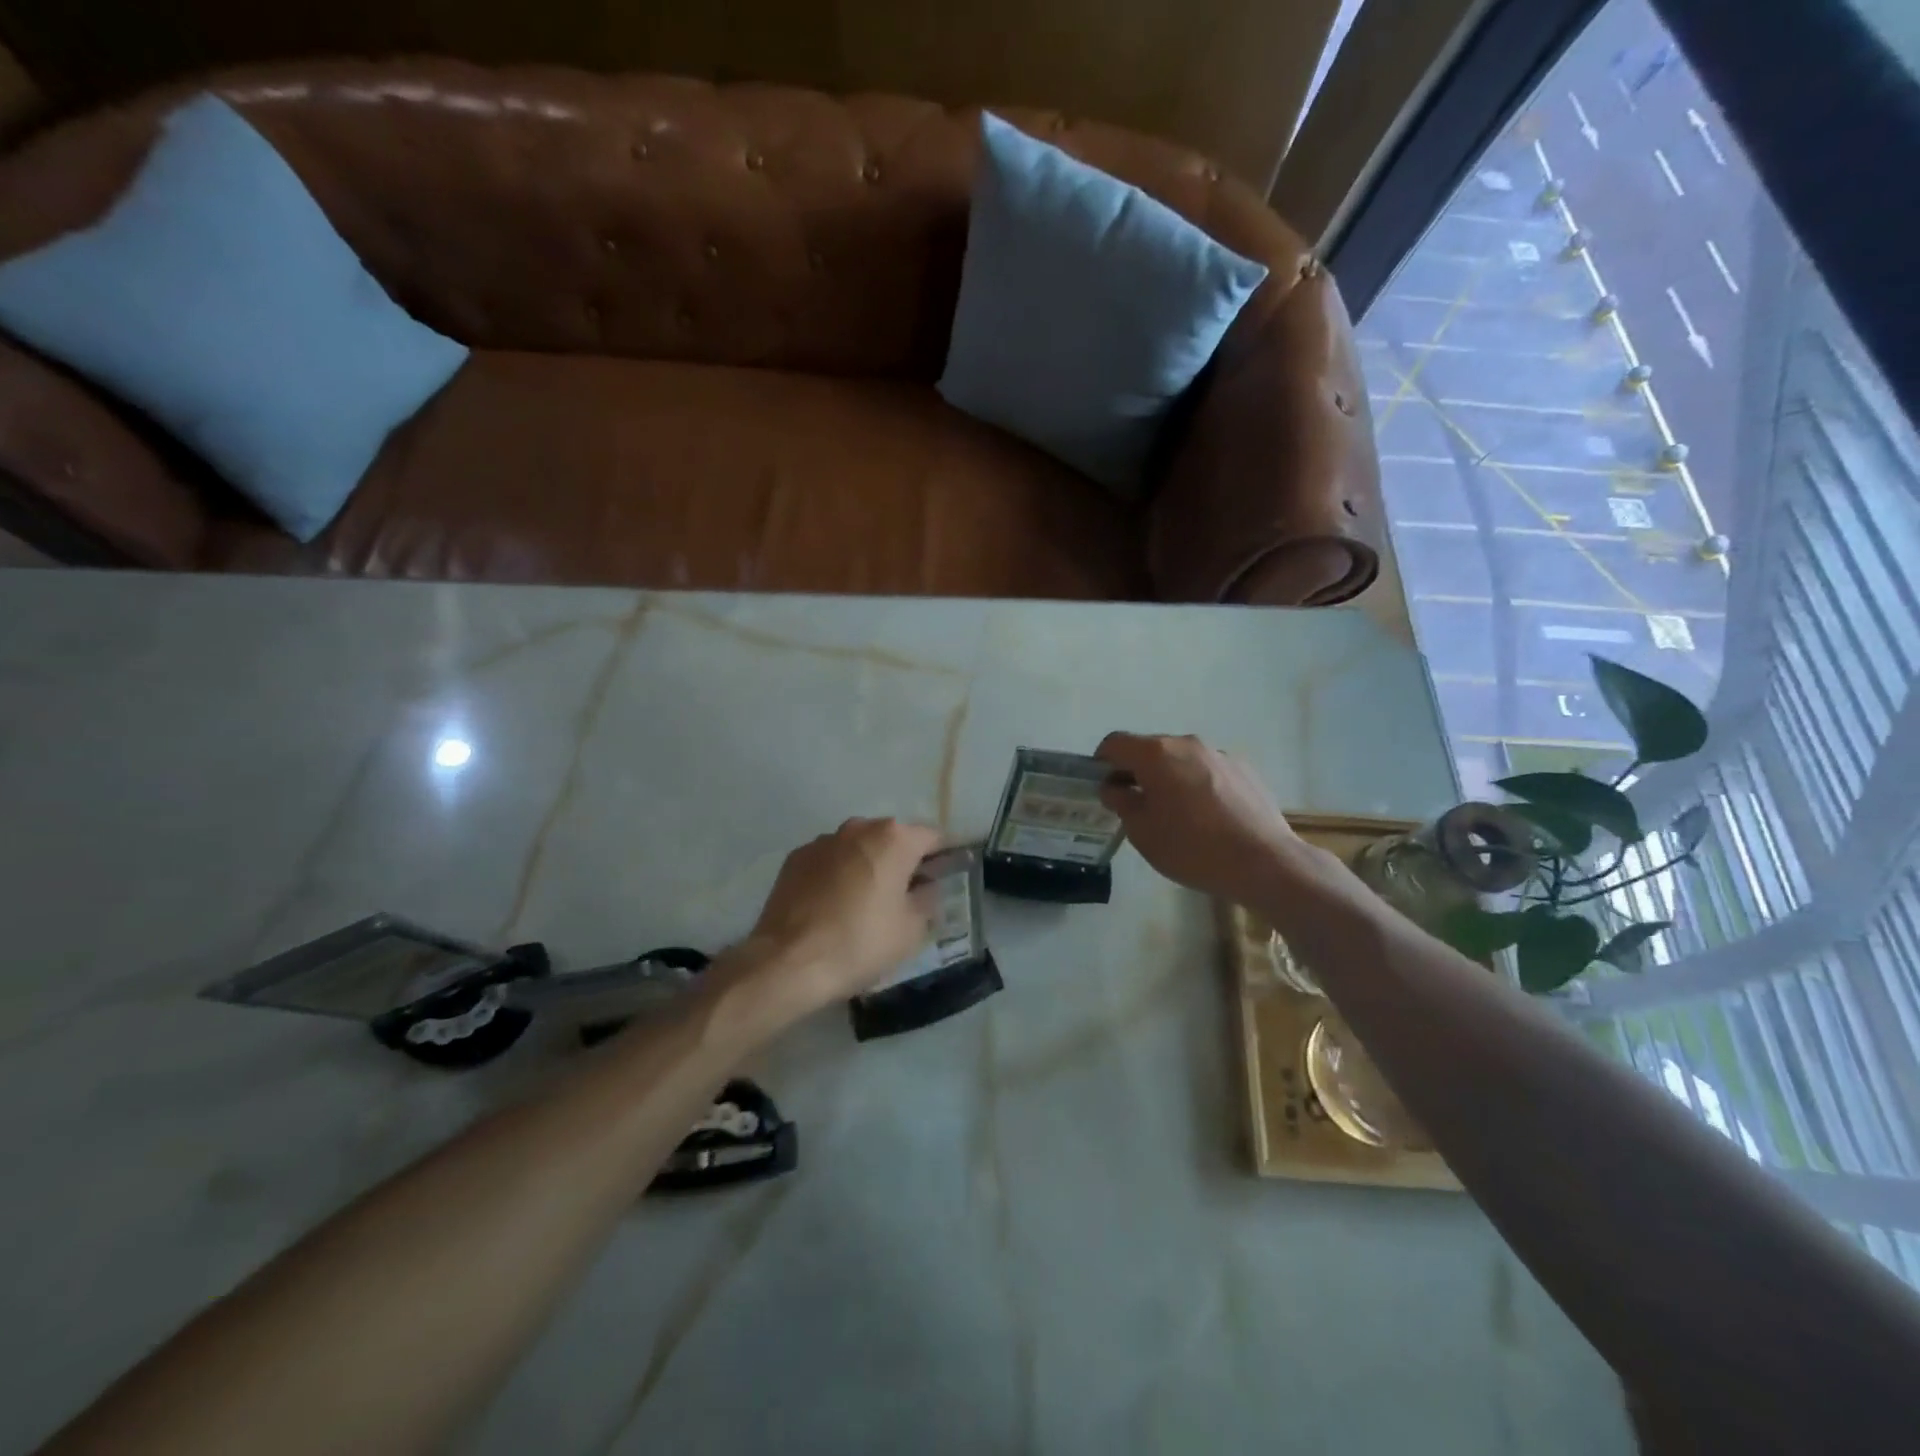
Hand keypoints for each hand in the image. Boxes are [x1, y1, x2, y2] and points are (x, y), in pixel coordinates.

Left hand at [717, 817, 943, 1026]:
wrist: (789, 962)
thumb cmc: (861, 942)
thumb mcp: (911, 929)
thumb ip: (926, 899)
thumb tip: (926, 886)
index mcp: (894, 838)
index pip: (932, 837)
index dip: (942, 857)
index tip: (943, 879)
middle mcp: (859, 828)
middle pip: (892, 838)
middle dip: (901, 861)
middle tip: (905, 896)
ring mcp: (823, 840)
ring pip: (858, 847)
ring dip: (867, 865)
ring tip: (865, 903)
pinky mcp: (795, 858)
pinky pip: (829, 861)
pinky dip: (837, 875)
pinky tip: (833, 906)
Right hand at [1096, 732, 1310, 907]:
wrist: (1264, 862)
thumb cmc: (1192, 847)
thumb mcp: (1142, 832)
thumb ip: (1121, 802)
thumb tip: (1115, 786)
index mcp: (1156, 754)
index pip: (1115, 743)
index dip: (1102, 762)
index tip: (1104, 788)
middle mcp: (1187, 744)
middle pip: (1150, 749)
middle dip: (1137, 772)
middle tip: (1136, 806)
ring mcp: (1219, 754)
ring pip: (1181, 760)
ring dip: (1169, 779)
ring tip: (1176, 815)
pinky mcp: (1244, 770)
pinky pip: (1208, 771)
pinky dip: (1198, 786)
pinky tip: (1208, 818)